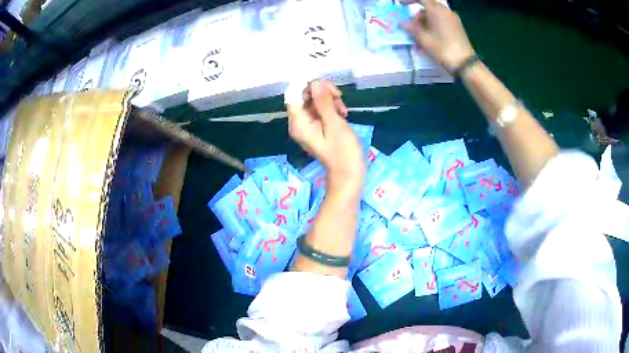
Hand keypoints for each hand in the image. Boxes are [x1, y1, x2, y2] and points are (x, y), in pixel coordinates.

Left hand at [287, 81, 365, 188]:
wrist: (349, 175)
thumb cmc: (343, 152)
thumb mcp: (335, 125)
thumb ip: (323, 102)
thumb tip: (315, 82)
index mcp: (299, 123)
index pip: (293, 95)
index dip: (306, 84)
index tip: (324, 82)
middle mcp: (298, 123)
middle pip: (303, 96)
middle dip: (321, 92)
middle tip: (339, 97)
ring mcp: (307, 126)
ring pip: (313, 102)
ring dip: (328, 100)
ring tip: (343, 110)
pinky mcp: (316, 128)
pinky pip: (319, 111)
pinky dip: (330, 108)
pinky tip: (342, 114)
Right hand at [402, 0, 475, 72]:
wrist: (465, 63)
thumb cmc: (443, 49)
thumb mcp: (423, 39)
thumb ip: (411, 28)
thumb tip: (402, 23)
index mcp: (436, 10)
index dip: (409, 0)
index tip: (400, 4)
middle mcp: (445, 11)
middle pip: (427, 7)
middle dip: (417, 16)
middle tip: (412, 28)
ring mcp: (453, 19)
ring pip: (434, 15)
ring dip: (425, 23)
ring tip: (420, 39)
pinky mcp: (457, 27)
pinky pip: (441, 21)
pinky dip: (433, 26)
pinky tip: (430, 39)